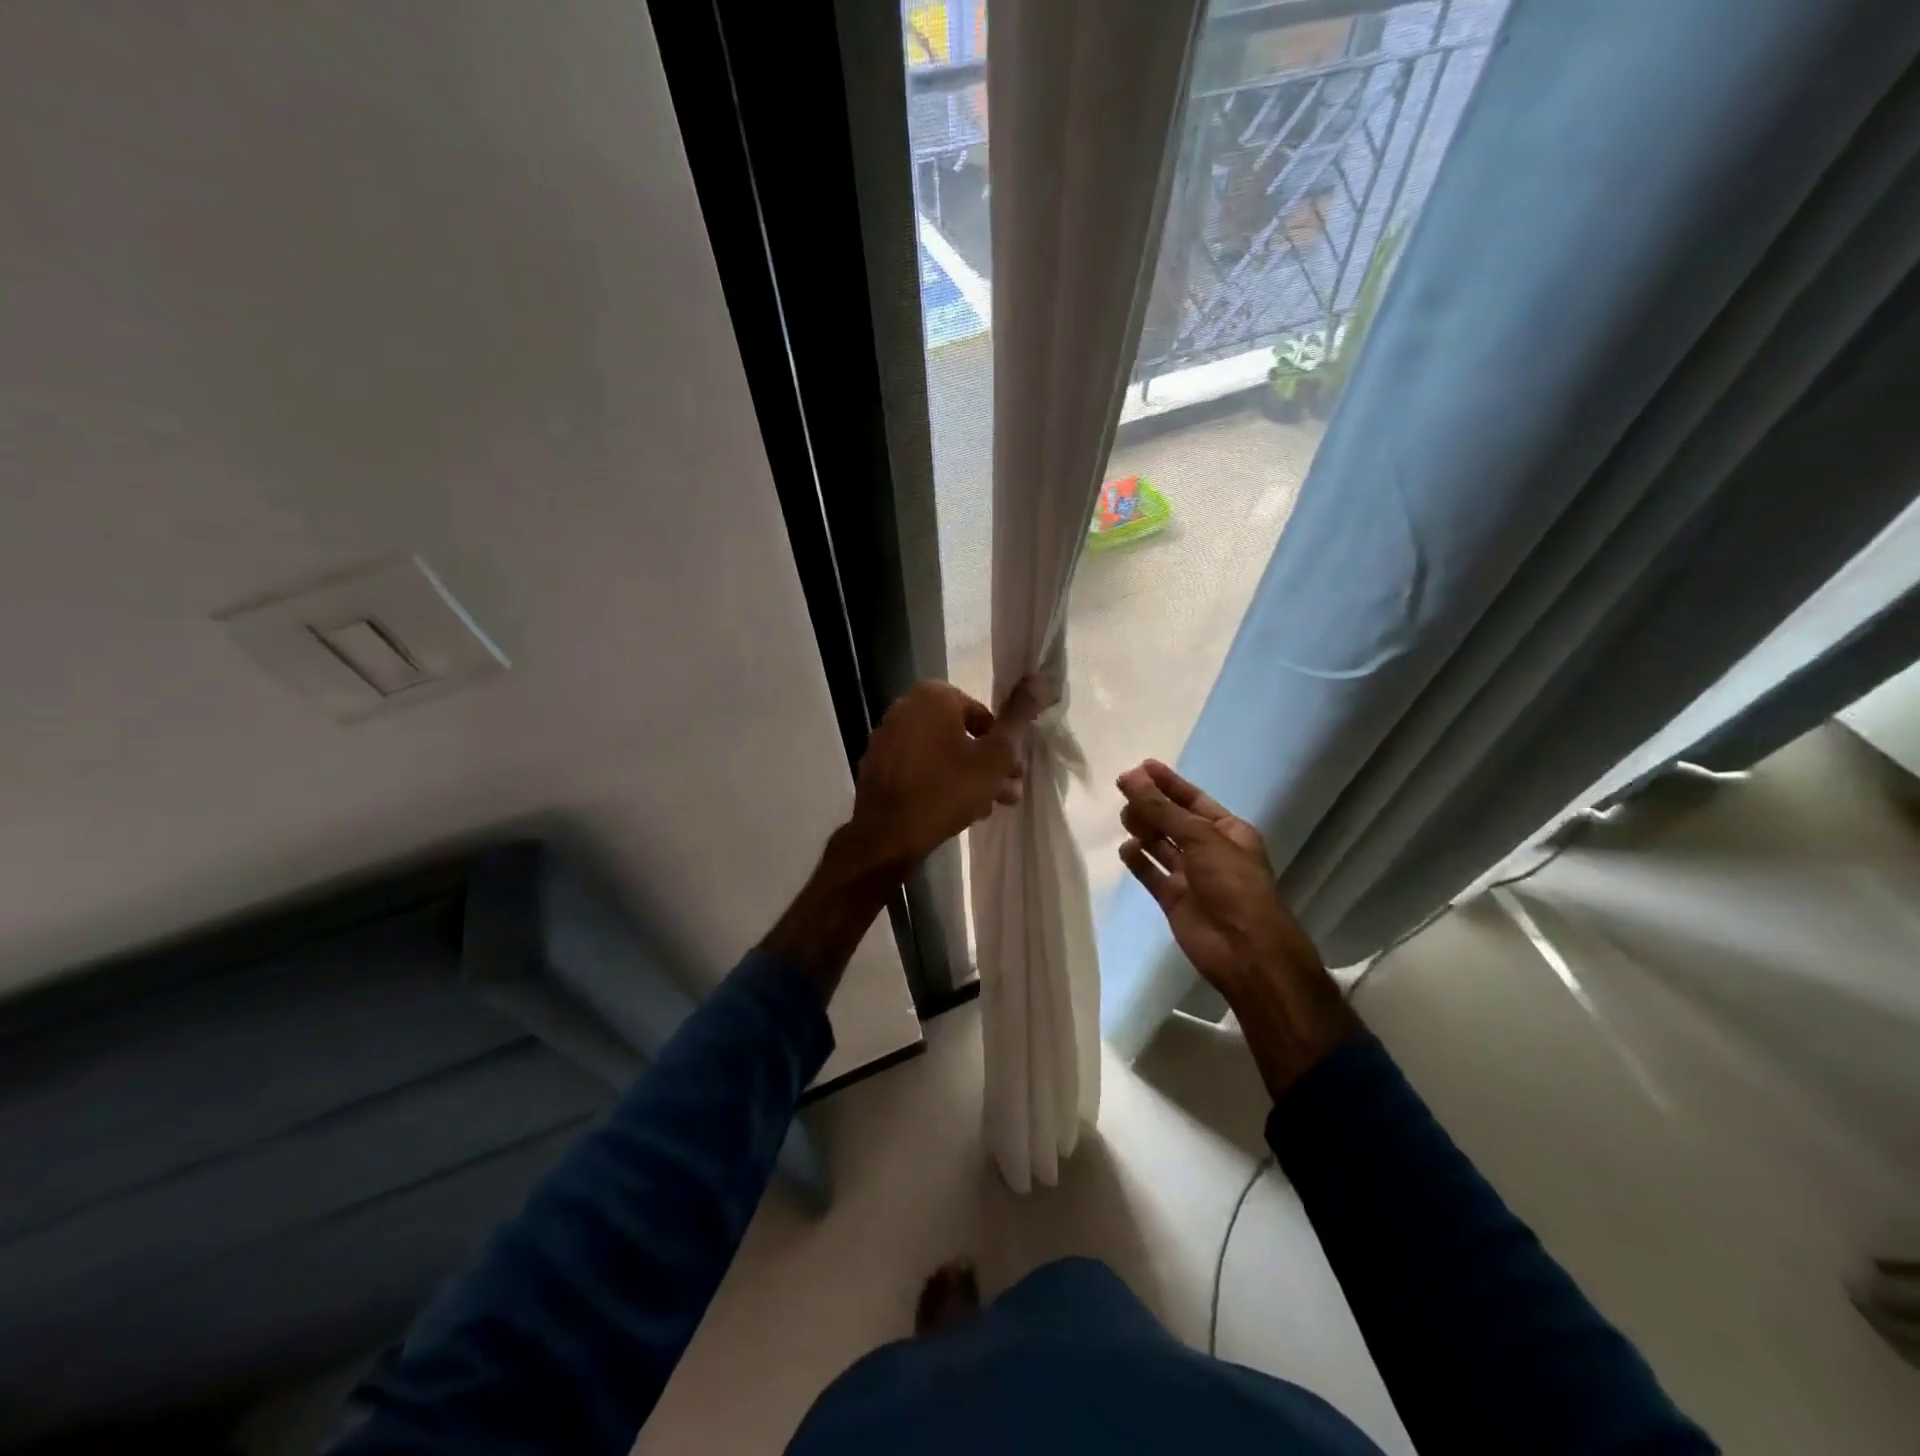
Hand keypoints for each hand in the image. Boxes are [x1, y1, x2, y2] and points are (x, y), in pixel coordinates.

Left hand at [847, 678, 1042, 872]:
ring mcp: (886, 737)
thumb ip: (1018, 718)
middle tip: (1007, 792)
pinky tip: (956, 810)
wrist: (887, 835)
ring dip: (966, 775)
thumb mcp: (995, 757)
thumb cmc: (946, 790)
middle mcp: (905, 708)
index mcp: (932, 697)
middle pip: (959, 734)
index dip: (1002, 743)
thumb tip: (1042, 679)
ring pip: (940, 752)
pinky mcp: (876, 765)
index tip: (1013, 771)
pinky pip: (917, 767)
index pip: (981, 713)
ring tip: (988, 807)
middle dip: (986, 763)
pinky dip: (937, 780)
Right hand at [1116, 759, 1357, 1094]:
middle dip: (1151, 804)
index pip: (1193, 799)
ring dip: (1143, 829)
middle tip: (1122, 789)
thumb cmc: (1233, 884)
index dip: (1168, 783)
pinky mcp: (1173, 899)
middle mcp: (1209, 850)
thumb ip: (1162, 809)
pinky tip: (1126, 849)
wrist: (1245, 951)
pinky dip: (1138, 860)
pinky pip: (1151, 873)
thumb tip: (1130, 777)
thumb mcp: (1201, 838)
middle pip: (1173, 820)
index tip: (1140, 766)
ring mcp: (1191, 876)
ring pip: (1160, 845)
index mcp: (1228, 831)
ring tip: (1124, 817)